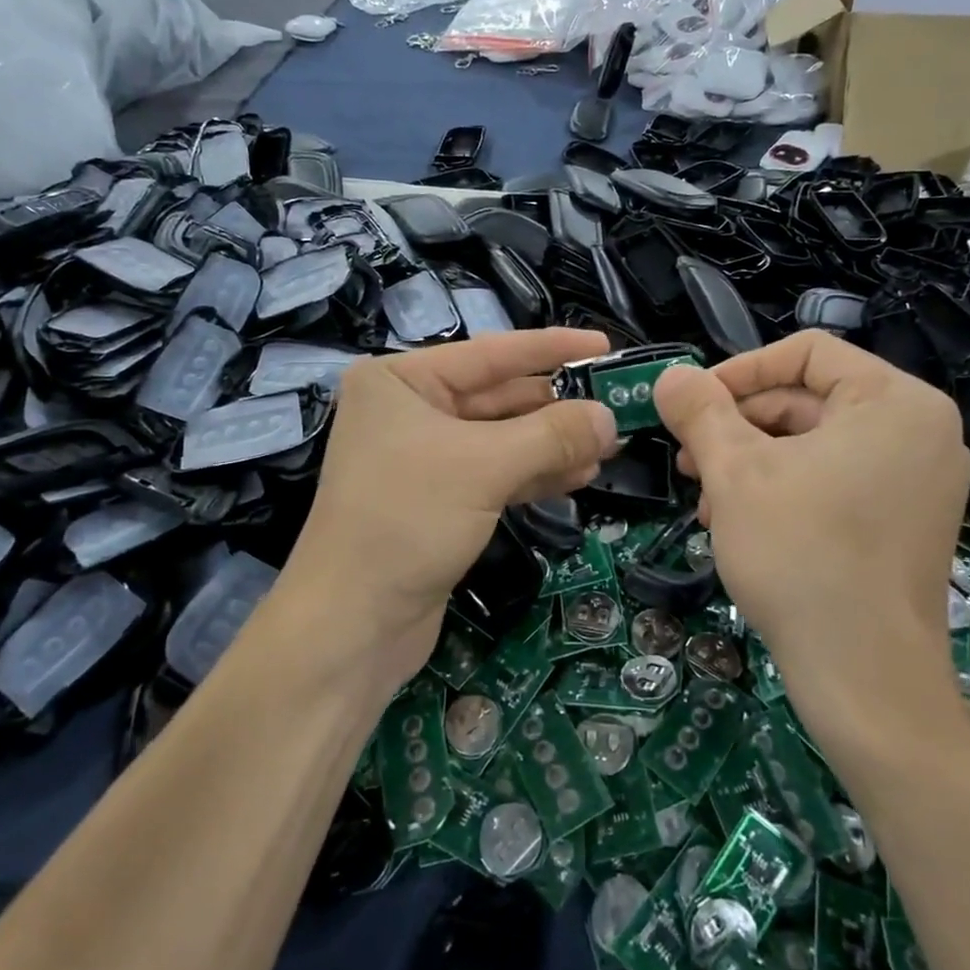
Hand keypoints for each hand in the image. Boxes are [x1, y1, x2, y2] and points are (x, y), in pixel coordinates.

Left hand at [283, 329, 618, 689]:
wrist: (352, 624)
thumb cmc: (407, 522)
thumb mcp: (484, 468)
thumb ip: (552, 435)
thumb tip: (610, 416)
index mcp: (401, 380)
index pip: (490, 353)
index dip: (551, 348)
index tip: (604, 345)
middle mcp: (409, 409)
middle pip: (498, 396)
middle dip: (557, 406)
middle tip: (617, 408)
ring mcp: (423, 456)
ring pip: (502, 438)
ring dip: (553, 443)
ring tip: (609, 446)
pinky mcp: (439, 499)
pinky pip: (496, 473)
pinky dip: (535, 473)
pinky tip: (579, 475)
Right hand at [653, 331, 969, 719]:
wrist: (865, 679)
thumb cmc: (801, 554)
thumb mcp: (735, 471)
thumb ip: (699, 411)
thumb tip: (670, 375)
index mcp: (895, 401)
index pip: (806, 352)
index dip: (739, 371)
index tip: (692, 405)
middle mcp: (921, 431)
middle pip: (808, 399)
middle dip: (739, 427)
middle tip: (689, 461)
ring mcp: (920, 481)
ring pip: (815, 444)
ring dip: (752, 462)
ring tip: (707, 501)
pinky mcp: (908, 522)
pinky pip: (837, 479)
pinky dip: (784, 490)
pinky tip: (739, 523)